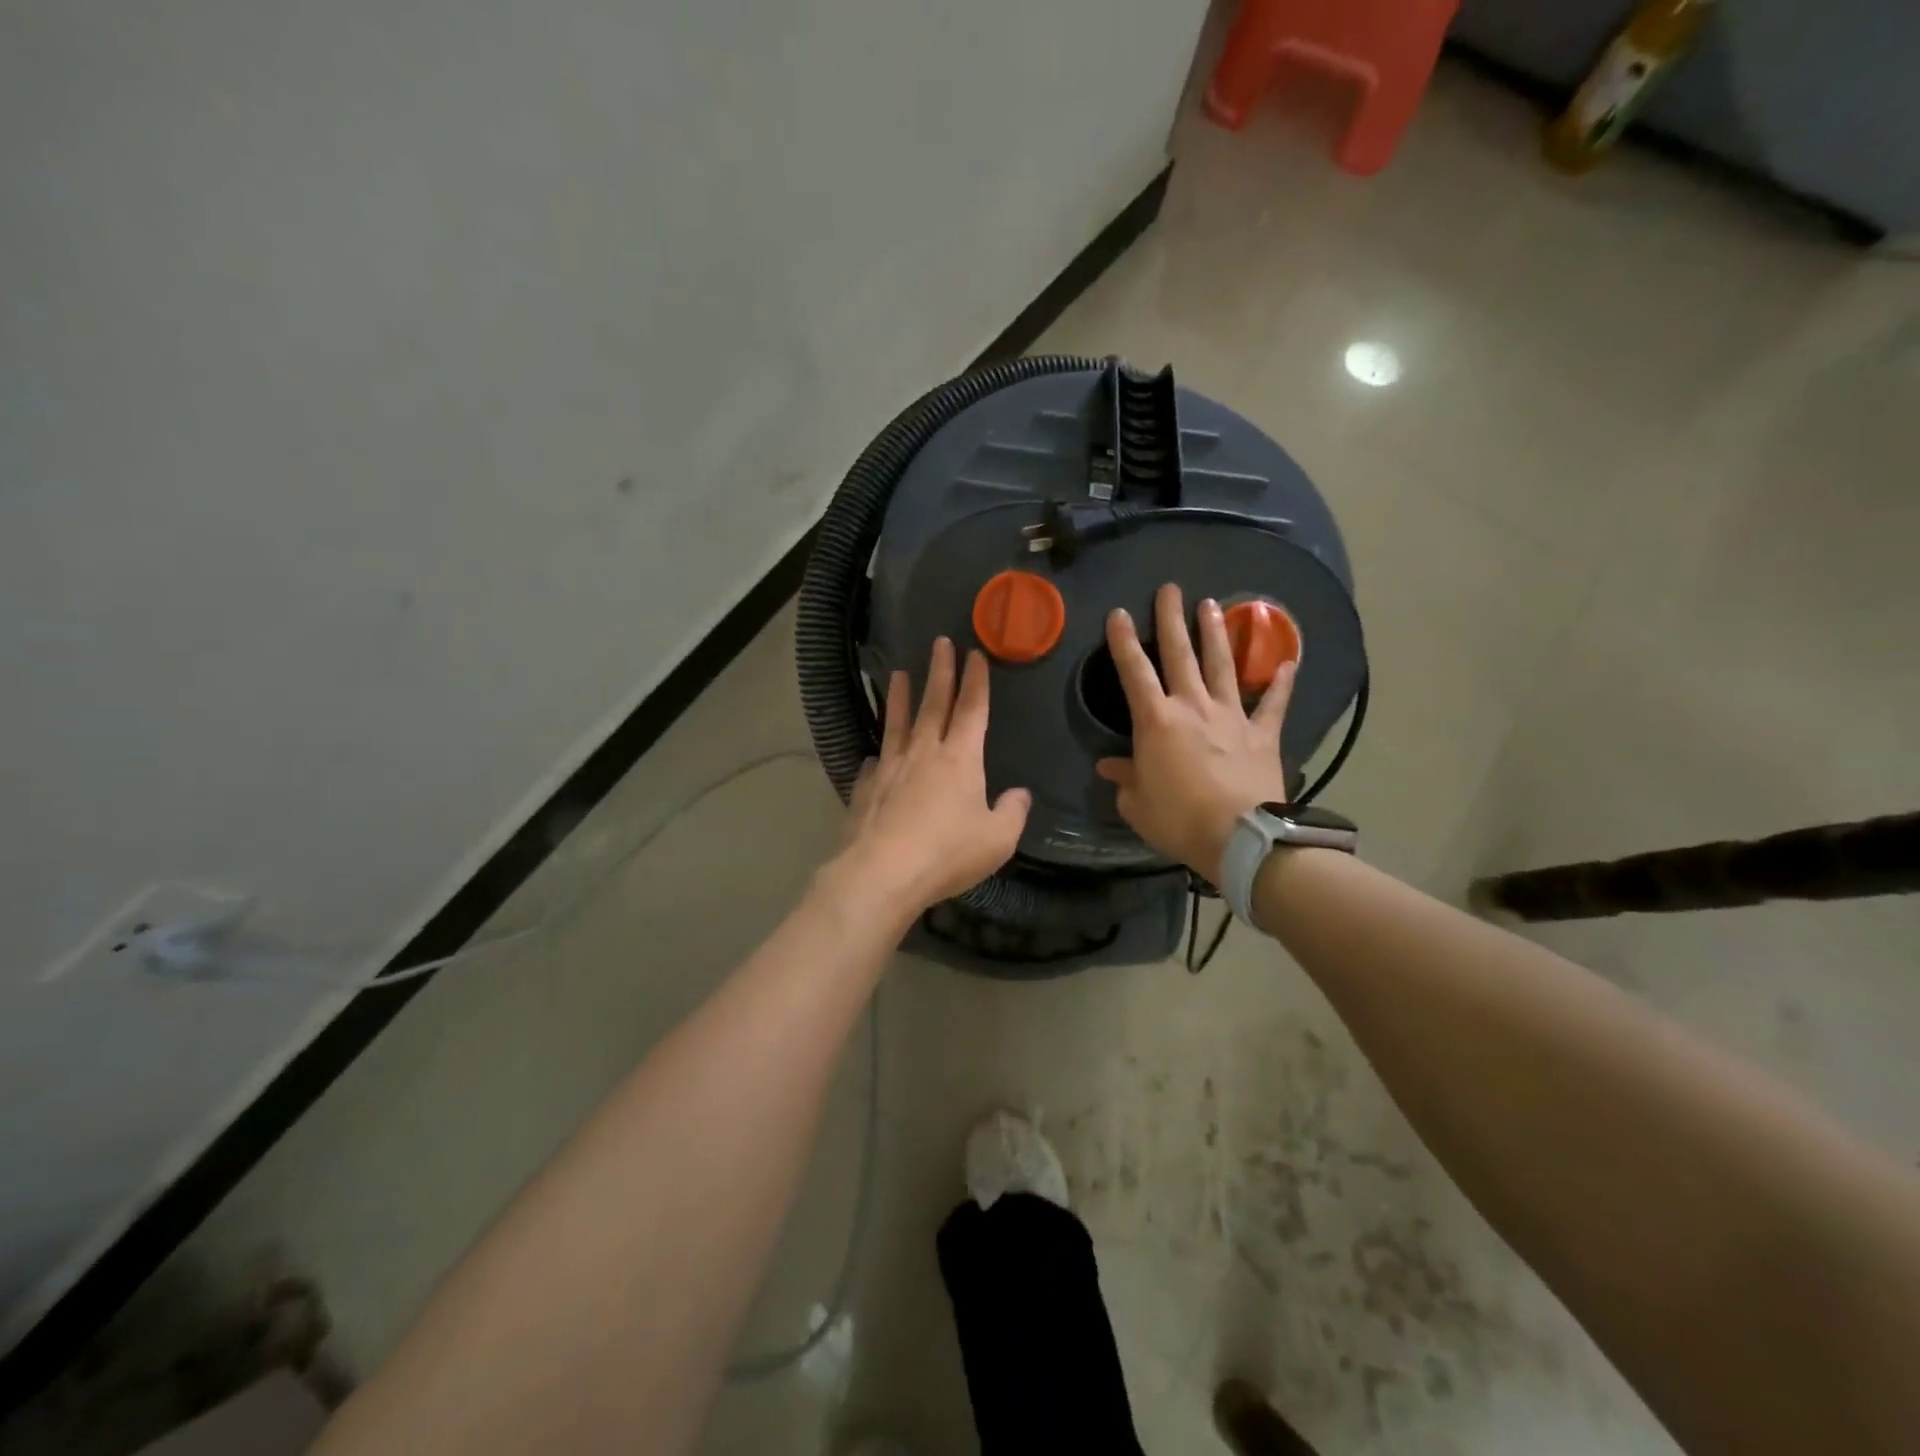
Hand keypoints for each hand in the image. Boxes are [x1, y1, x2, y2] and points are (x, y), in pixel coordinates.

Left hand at [836, 637, 1031, 912]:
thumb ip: (1012, 812)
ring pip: (897, 723)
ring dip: (900, 697)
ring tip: (897, 674)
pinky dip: (878, 754)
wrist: (882, 873)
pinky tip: (876, 755)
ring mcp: (890, 769)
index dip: (976, 681)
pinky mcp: (866, 789)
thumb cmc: (947, 853)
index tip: (974, 653)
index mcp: (960, 759)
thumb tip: (1019, 794)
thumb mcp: (997, 839)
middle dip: (940, 672)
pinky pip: (874, 764)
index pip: (972, 709)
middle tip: (939, 643)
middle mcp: (923, 753)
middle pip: (933, 704)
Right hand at [1095, 583, 1293, 883]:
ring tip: (1211, 605)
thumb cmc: (1178, 819)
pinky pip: (1273, 704)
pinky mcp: (1262, 734)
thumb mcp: (1137, 804)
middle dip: (1171, 620)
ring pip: (1221, 666)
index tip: (1118, 613)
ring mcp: (1232, 717)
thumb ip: (1124, 779)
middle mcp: (1193, 707)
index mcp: (1156, 722)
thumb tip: (1109, 766)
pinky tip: (1287, 663)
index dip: (1123, 642)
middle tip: (1170, 588)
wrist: (1240, 838)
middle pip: (1180, 655)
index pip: (1134, 672)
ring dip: (1215, 634)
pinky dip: (1281, 683)